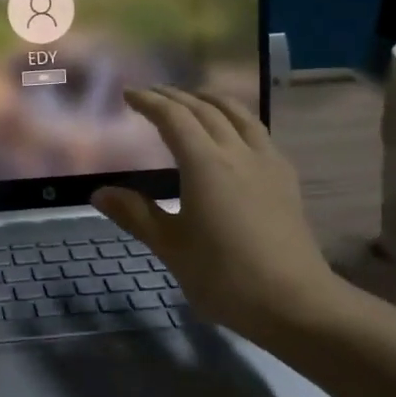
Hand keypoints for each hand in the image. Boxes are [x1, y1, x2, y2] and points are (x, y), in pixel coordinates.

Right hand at [92, 88, 338, 340]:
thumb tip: (99, 192)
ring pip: (238, 114)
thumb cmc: (225, 276)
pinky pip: (257, 131)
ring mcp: (267, 162)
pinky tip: (233, 133)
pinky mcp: (285, 178)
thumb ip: (135, 214)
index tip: (129, 94)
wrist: (296, 302)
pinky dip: (236, 118)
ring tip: (192, 99)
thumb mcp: (171, 247)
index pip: (173, 118)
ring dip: (210, 100)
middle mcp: (237, 152)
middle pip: (205, 109)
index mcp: (205, 164)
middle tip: (152, 94)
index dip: (149, 102)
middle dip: (175, 97)